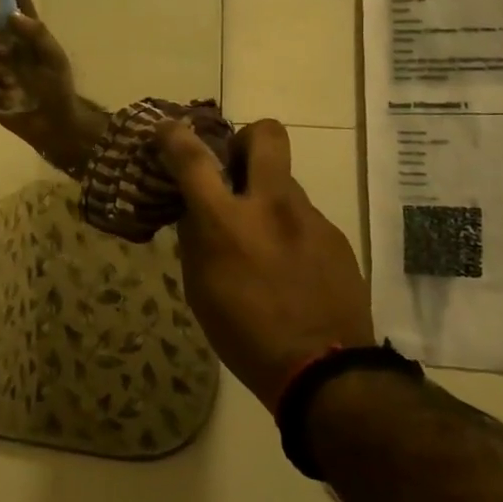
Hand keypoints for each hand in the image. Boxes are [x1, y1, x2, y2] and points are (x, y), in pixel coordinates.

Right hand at [0, 0, 108, 174]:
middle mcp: (4, 43)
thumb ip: (36, 34)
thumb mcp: (54, 58)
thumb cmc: (58, 86)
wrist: (53, 123)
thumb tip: (11, 15)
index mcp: (24, 32)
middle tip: (4, 50)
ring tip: (12, 81)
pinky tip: (9, 98)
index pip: (14, 3)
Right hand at [158, 119, 373, 410]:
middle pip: (266, 134)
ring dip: (266, 194)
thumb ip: (196, 239)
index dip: (174, 136)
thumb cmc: (245, 335)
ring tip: (260, 237)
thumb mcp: (200, 288)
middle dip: (245, 138)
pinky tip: (287, 265)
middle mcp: (271, 206)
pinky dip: (287, 227)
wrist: (325, 372)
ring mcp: (309, 218)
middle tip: (234, 167)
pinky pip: (303, 215)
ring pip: (284, 180)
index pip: (194, 158)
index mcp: (226, 221)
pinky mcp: (335, 236)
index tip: (167, 130)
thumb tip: (195, 210)